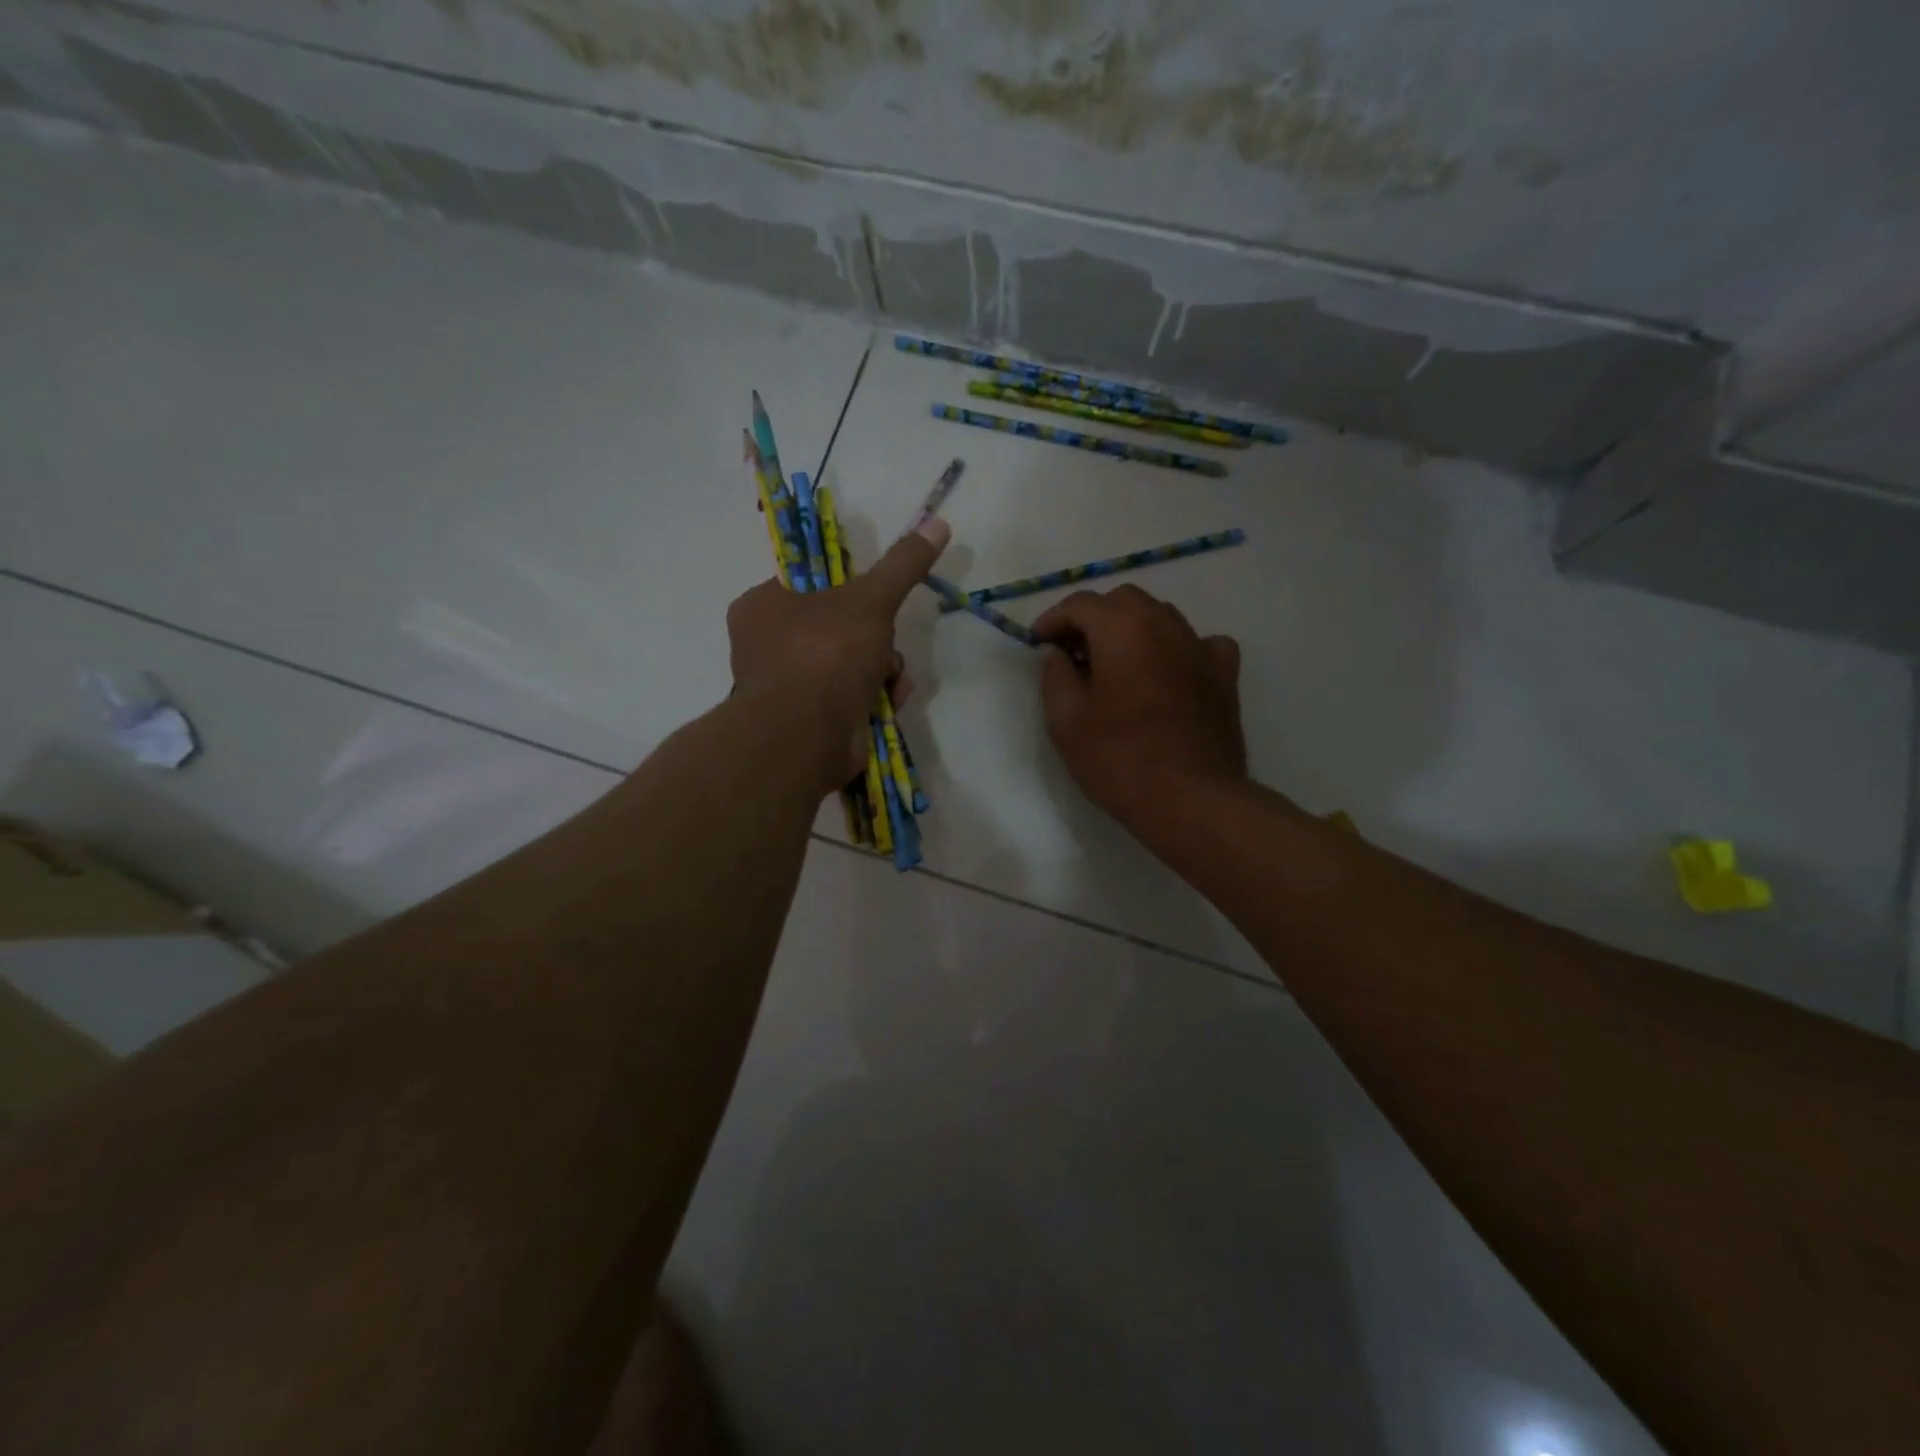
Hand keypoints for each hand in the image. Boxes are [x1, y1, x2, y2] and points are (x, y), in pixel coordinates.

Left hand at [727, 517, 949, 791]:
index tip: (875, 600)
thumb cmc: (826, 654)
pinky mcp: (809, 721)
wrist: (807, 737)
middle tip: (887, 645)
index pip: (812, 585)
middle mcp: (768, 645)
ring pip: (851, 664)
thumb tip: (938, 523)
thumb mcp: (871, 599)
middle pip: (839, 627)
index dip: (850, 590)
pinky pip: (850, 697)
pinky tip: (890, 701)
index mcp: (763, 606)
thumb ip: (903, 564)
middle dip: (877, 638)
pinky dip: (875, 697)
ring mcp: (788, 687)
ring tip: (893, 680)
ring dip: (883, 669)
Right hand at [1033, 585, 1245, 829]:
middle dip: (1093, 619)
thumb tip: (1055, 651)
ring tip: (1115, 666)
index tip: (1038, 645)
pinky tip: (1167, 672)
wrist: (1190, 799)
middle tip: (1073, 654)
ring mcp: (1200, 647)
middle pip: (1123, 601)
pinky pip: (1199, 643)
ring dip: (1132, 629)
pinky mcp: (1224, 675)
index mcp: (1122, 629)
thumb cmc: (1119, 759)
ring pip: (1161, 616)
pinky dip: (1177, 649)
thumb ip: (1054, 675)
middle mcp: (1165, 625)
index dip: (1053, 620)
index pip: (1080, 603)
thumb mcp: (1065, 720)